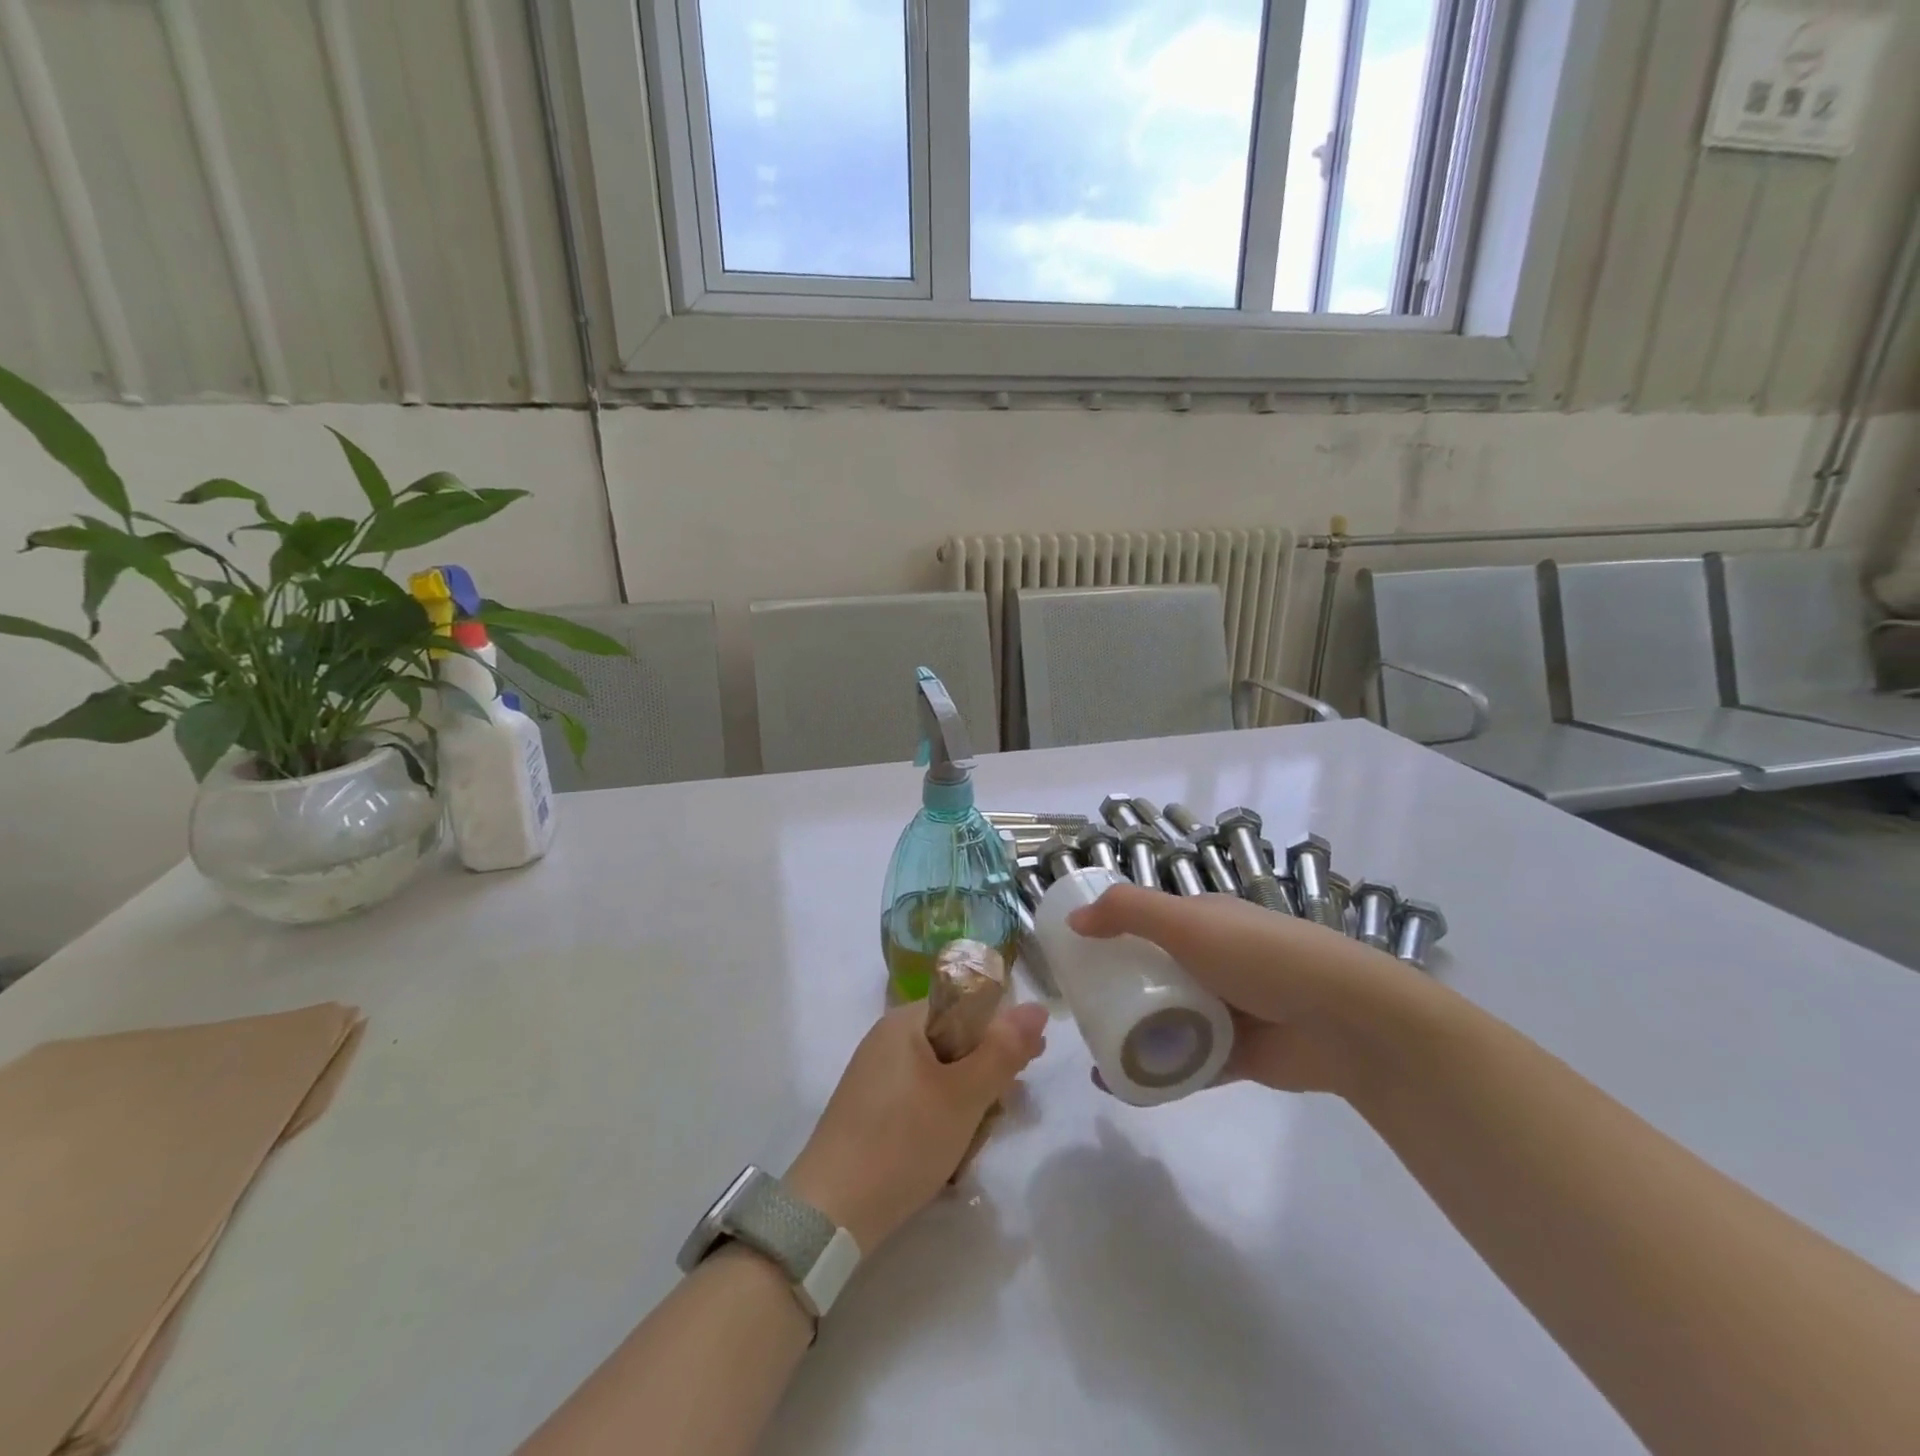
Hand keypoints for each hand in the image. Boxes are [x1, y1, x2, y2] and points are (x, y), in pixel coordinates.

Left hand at [785, 1000, 1048, 1251]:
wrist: (831, 1212)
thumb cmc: (904, 1141)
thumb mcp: (964, 1095)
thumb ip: (1003, 1050)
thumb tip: (1038, 1007)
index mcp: (905, 1021)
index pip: (968, 1006)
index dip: (1002, 1032)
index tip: (1028, 1065)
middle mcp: (888, 1040)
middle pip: (956, 1042)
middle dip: (985, 1076)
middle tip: (1003, 1110)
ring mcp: (877, 1076)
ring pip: (942, 1076)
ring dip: (967, 1104)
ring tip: (976, 1140)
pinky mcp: (872, 1110)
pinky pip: (921, 1100)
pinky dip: (942, 1120)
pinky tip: (951, 1155)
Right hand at [1066, 884, 1436, 1098]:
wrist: (1346, 1021)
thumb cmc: (1262, 956)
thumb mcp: (1190, 922)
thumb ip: (1129, 912)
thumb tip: (1074, 920)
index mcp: (1203, 923)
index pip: (1146, 922)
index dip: (1109, 935)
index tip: (1072, 957)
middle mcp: (1211, 962)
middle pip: (1150, 973)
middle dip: (1113, 990)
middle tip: (1076, 1009)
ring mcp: (1224, 1010)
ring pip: (1165, 1020)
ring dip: (1130, 1034)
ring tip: (1092, 1051)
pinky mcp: (1235, 1055)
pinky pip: (1185, 1063)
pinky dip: (1156, 1072)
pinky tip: (1122, 1085)